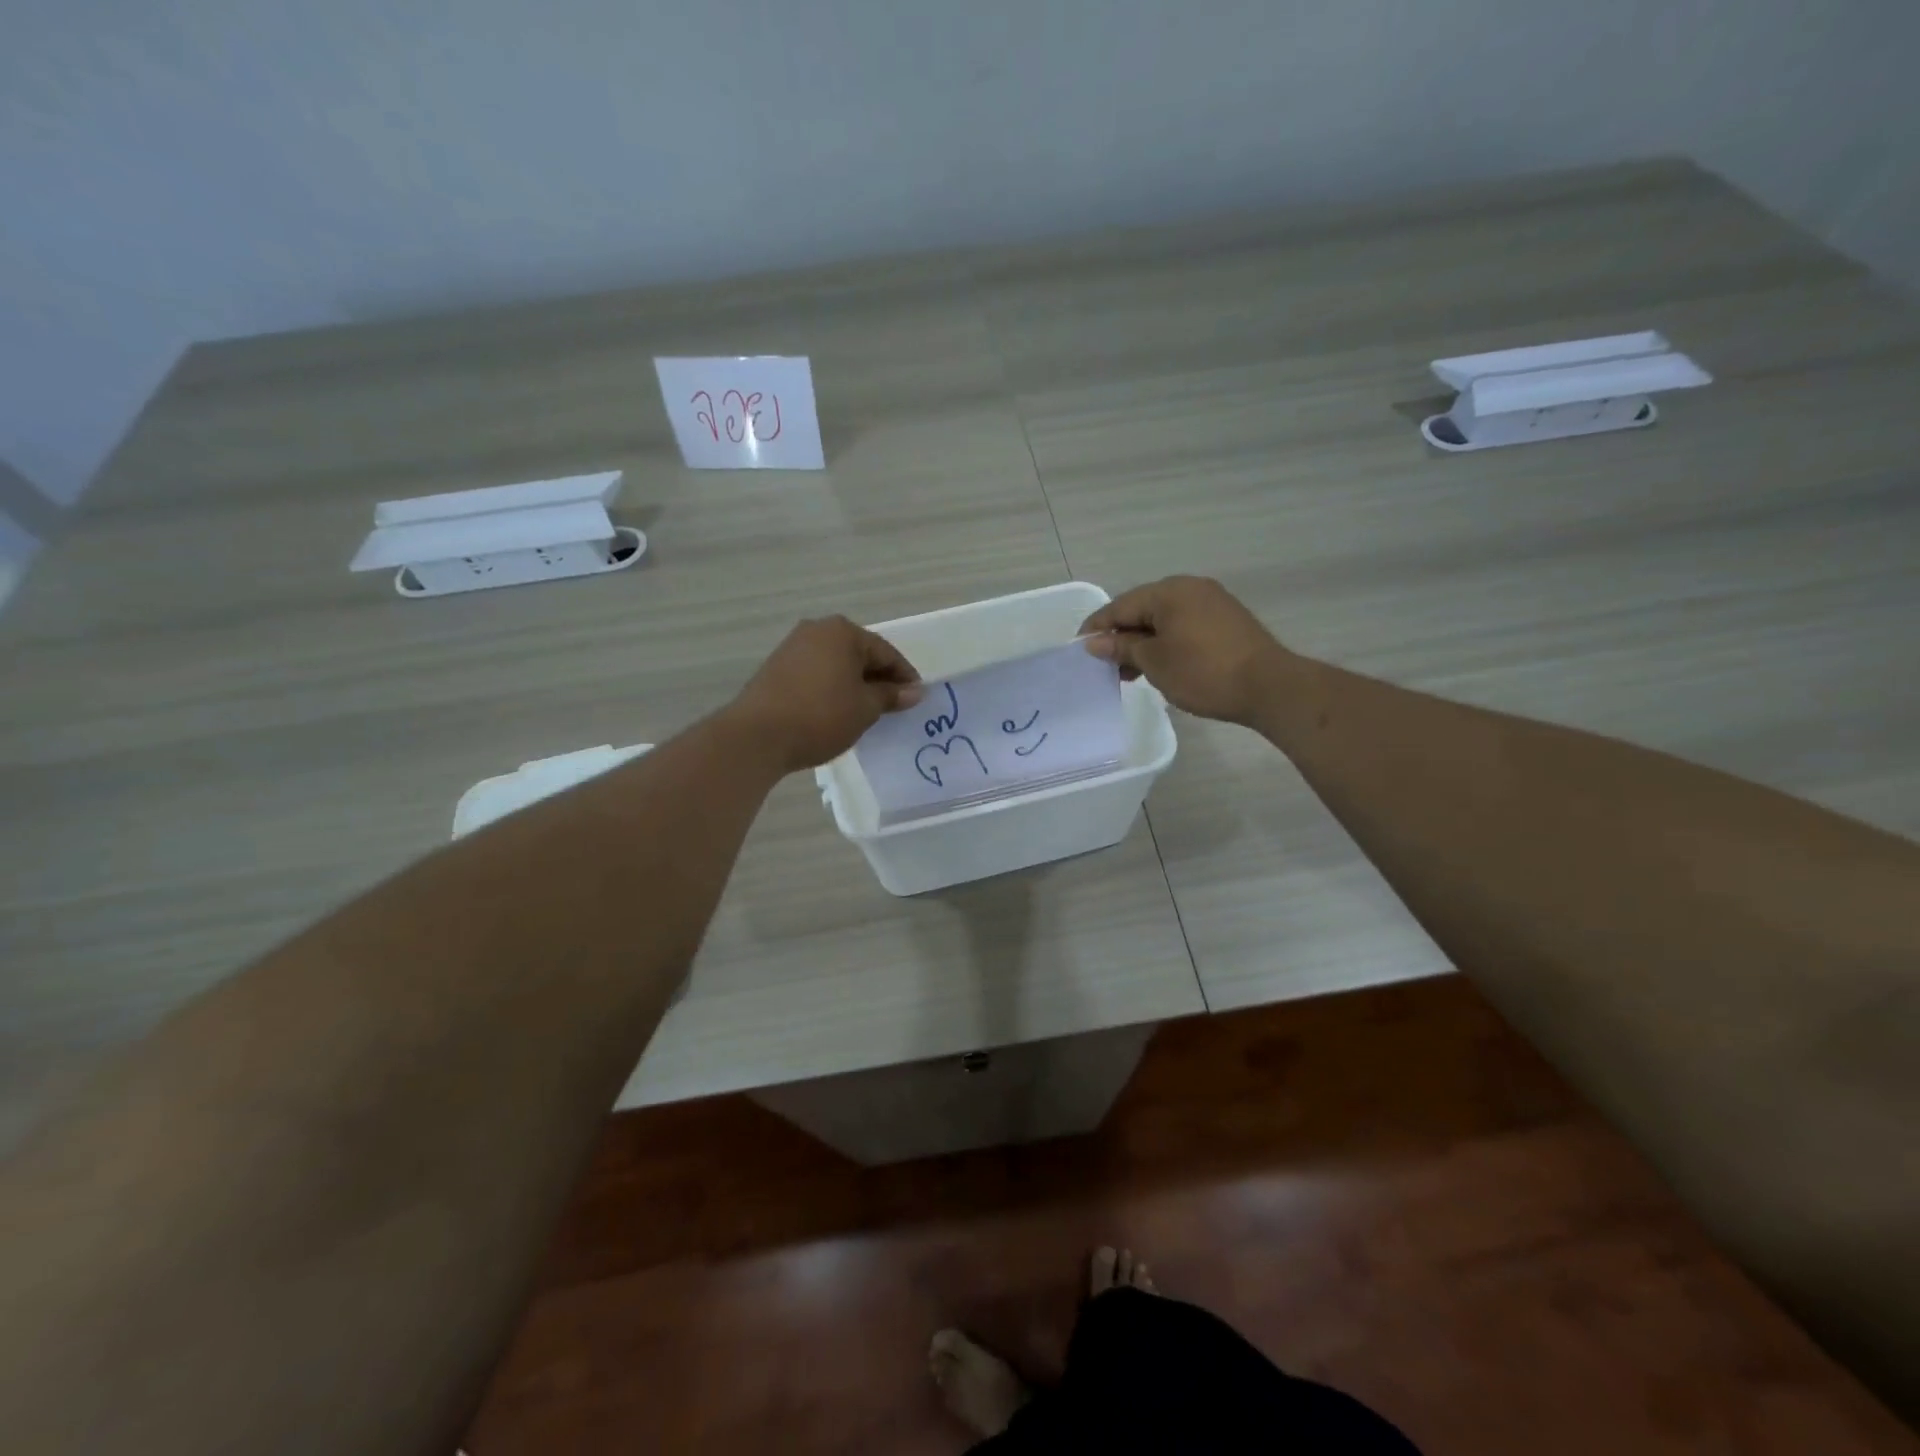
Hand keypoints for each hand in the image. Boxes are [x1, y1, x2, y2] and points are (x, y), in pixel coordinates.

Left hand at [728, 617, 923, 772]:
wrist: (758, 736)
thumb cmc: (821, 716)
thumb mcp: (865, 708)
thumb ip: (891, 696)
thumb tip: (914, 691)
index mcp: (843, 632)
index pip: (886, 652)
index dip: (904, 676)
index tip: (916, 699)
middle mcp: (817, 630)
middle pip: (859, 654)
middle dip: (878, 679)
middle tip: (894, 706)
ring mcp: (792, 647)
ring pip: (837, 664)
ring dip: (854, 684)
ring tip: (866, 711)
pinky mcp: (776, 668)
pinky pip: (816, 673)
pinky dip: (832, 688)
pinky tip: (837, 710)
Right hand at [1079, 576, 1290, 725]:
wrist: (1269, 686)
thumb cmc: (1203, 672)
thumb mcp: (1154, 662)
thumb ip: (1122, 648)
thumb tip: (1093, 642)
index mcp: (1168, 591)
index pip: (1119, 606)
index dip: (1096, 628)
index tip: (1079, 650)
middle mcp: (1189, 588)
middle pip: (1142, 610)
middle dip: (1121, 638)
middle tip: (1106, 667)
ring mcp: (1211, 602)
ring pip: (1164, 619)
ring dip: (1144, 643)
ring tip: (1131, 673)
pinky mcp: (1226, 620)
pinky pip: (1184, 625)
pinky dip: (1167, 643)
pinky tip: (1161, 666)